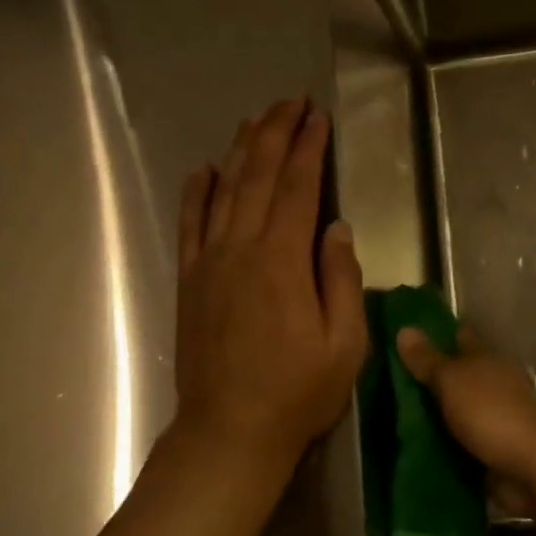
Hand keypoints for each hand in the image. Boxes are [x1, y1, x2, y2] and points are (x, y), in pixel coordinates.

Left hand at [176, 98, 368, 467]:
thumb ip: (341, 280)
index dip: (309, 149)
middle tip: (290, 102)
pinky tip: (204, 169)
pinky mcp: (190, 281)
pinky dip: (196, 193)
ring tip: (255, 120)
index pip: (297, 190)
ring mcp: (209, 264)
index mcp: (282, 262)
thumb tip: (336, 228)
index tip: (318, 118)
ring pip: (223, 192)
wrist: (230, 433)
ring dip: (240, 151)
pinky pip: (190, 225)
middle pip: (257, 178)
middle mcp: (241, 250)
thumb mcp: (344, 345)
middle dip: (275, 134)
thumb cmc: (297, 393)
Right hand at [394, 326, 535, 486]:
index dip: (436, 334)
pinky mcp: (491, 451)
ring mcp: (493, 419)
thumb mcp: (452, 380)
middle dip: (429, 379)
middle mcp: (491, 385)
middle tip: (386, 381)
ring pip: (456, 411)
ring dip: (433, 415)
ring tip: (391, 418)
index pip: (459, 338)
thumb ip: (428, 360)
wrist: (530, 466)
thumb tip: (404, 329)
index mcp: (485, 360)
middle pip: (456, 376)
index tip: (406, 334)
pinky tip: (414, 447)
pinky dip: (442, 445)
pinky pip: (459, 444)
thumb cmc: (491, 412)